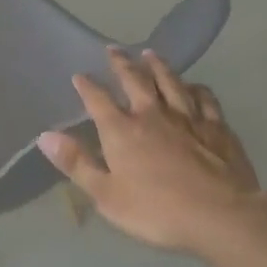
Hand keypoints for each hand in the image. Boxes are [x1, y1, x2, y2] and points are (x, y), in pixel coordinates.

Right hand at [38, 48, 261, 255]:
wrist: (221, 216)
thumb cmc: (157, 211)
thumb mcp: (107, 195)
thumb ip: (77, 164)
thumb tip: (45, 136)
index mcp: (122, 130)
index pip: (98, 100)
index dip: (87, 86)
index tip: (79, 75)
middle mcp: (152, 114)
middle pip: (135, 81)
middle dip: (122, 64)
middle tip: (114, 50)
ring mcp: (187, 118)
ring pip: (170, 83)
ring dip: (158, 67)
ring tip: (150, 54)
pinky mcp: (217, 127)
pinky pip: (205, 99)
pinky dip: (196, 89)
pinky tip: (194, 86)